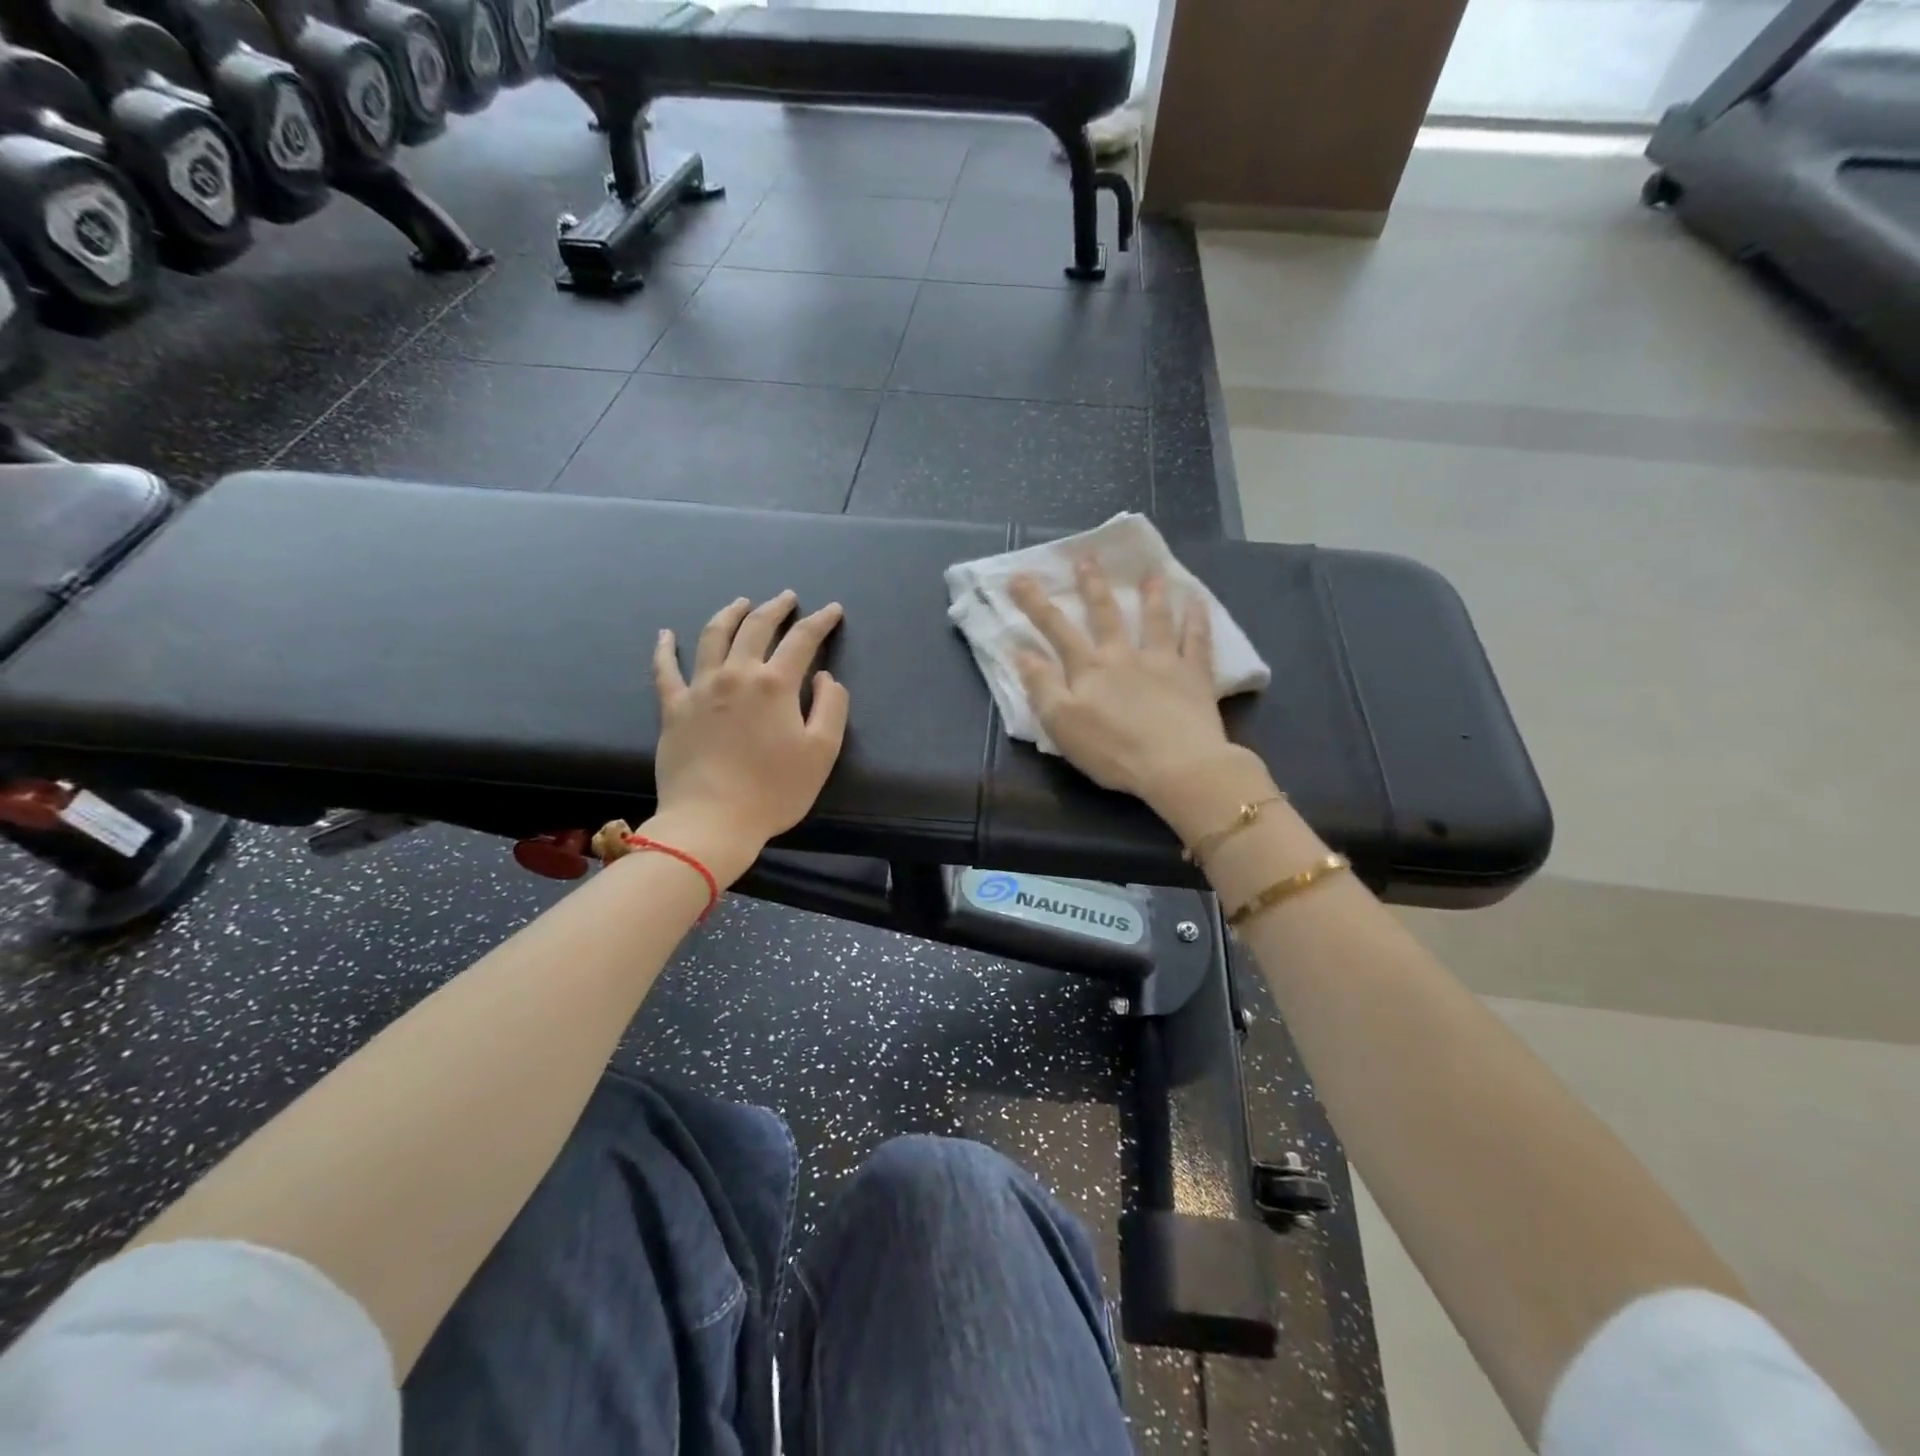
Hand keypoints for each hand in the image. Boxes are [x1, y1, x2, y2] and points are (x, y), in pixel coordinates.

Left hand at [649, 591, 848, 883]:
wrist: (711, 821)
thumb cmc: (774, 790)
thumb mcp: (822, 752)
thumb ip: (831, 707)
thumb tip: (825, 677)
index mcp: (775, 684)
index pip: (802, 641)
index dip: (820, 622)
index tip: (831, 610)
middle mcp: (736, 675)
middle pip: (756, 628)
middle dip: (776, 608)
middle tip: (788, 598)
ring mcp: (700, 688)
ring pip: (714, 636)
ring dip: (730, 614)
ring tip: (741, 602)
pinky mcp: (673, 708)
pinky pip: (665, 670)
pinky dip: (665, 648)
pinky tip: (665, 634)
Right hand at [1010, 560, 1249, 817]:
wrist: (1177, 766)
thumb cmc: (1113, 750)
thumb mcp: (1062, 724)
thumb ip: (1041, 686)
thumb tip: (1020, 652)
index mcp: (1089, 669)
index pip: (1056, 630)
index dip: (1036, 604)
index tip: (1020, 577)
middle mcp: (1124, 656)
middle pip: (1105, 615)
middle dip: (1092, 586)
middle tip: (1087, 558)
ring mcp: (1163, 661)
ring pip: (1155, 619)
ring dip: (1150, 594)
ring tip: (1150, 572)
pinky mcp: (1194, 675)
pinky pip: (1196, 640)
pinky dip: (1196, 618)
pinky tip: (1197, 601)